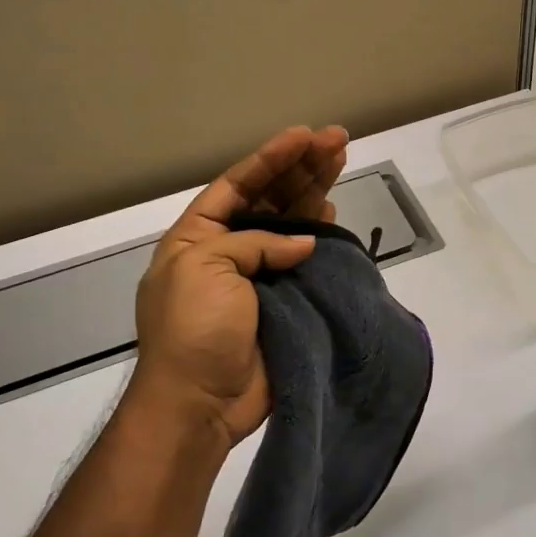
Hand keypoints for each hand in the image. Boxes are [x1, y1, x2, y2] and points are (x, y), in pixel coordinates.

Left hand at [131, 125, 349, 447]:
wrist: (201, 401)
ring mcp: (258, 276)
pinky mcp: (284, 301)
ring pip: (292, 223)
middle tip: (337, 139)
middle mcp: (229, 250)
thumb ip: (256, 243)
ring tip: (341, 159)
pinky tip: (334, 210)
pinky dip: (321, 235)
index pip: (238, 184)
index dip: (271, 158)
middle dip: (301, 166)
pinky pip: (306, 260)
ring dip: (315, 191)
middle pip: (270, 197)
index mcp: (198, 237)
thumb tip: (304, 244)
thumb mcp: (207, 268)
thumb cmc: (194, 328)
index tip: (304, 135)